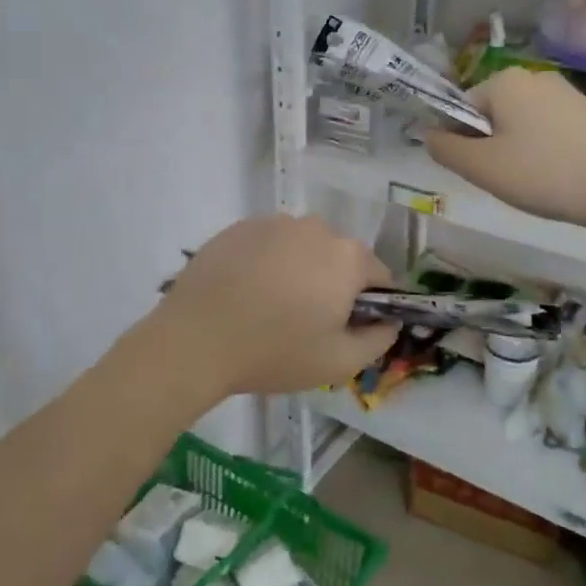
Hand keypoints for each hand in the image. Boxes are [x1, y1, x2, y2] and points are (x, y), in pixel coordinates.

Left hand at [153, 216, 399, 398]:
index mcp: (347, 257)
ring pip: (303, 248)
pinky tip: (246, 293)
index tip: (348, 329)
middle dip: (334, 284)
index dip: (372, 304)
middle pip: (340, 257)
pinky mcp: (239, 227)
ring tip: (271, 307)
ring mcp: (274, 223)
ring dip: (300, 270)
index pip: (379, 276)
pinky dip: (268, 263)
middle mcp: (316, 228)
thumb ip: (378, 340)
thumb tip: (389, 322)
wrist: (196, 339)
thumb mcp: (339, 363)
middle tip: (307, 322)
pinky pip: (269, 244)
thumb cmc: (275, 352)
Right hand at [424, 68, 585, 234]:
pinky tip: (559, 176)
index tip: (482, 171)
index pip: (459, 109)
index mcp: (503, 81)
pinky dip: (543, 152)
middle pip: (488, 115)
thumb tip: (429, 134)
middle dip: (490, 147)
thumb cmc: (546, 174)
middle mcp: (532, 76)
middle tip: (508, 179)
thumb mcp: (482, 168)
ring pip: (517, 125)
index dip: (462, 143)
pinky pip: (545, 130)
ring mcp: (564, 92)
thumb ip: (445, 149)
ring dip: (516, 152)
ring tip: (536, 181)